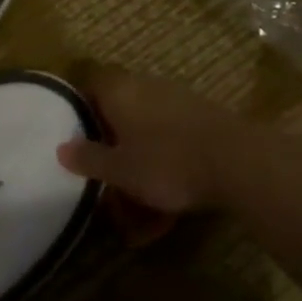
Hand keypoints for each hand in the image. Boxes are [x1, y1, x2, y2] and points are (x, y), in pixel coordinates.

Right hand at [56, 69, 249, 214]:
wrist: (239, 162)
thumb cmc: (167, 162)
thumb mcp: (120, 170)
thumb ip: (89, 159)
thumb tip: (62, 148)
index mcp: (120, 91)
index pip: (91, 85)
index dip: (79, 107)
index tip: (74, 136)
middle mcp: (147, 88)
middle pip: (119, 111)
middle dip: (112, 147)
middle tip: (105, 179)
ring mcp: (179, 102)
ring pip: (148, 134)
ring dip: (140, 167)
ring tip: (138, 215)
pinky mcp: (204, 121)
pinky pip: (173, 145)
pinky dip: (166, 172)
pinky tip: (169, 214)